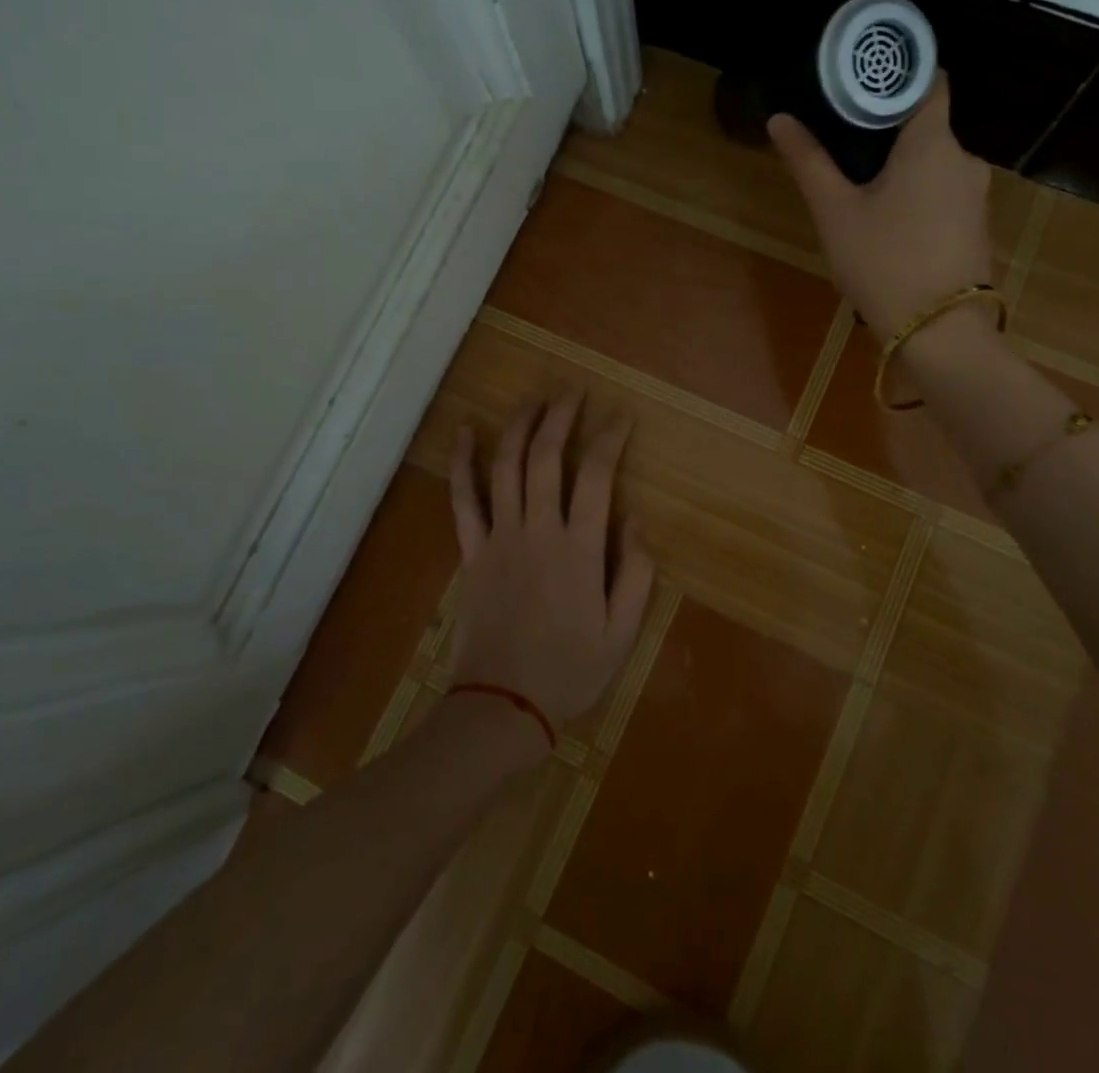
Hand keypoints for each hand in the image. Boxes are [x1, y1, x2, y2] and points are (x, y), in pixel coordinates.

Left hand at [447, 392, 654, 737]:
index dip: (609, 438)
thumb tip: (635, 518)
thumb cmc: (570, 672)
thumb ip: (636, 572)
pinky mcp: (472, 552)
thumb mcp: (622, 632)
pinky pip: (463, 499)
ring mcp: (499, 538)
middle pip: (546, 457)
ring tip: (533, 398)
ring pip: (506, 467)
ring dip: (519, 426)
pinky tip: (465, 432)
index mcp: (580, 549)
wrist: (502, 707)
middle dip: (561, 417)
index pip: (596, 476)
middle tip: (573, 391)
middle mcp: (538, 531)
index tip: (621, 416)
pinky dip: (462, 463)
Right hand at [767, 71, 992, 339]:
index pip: (928, 81)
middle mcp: (964, 160)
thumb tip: (780, 119)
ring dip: (901, 167)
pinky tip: (888, 220)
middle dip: (888, 130)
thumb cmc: (883, 262)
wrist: (938, 334)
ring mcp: (976, 196)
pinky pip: (942, 194)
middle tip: (843, 141)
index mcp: (933, 143)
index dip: (897, 75)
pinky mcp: (975, 228)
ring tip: (859, 185)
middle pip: (926, 126)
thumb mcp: (835, 212)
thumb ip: (809, 162)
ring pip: (933, 164)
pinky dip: (917, 195)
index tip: (863, 82)